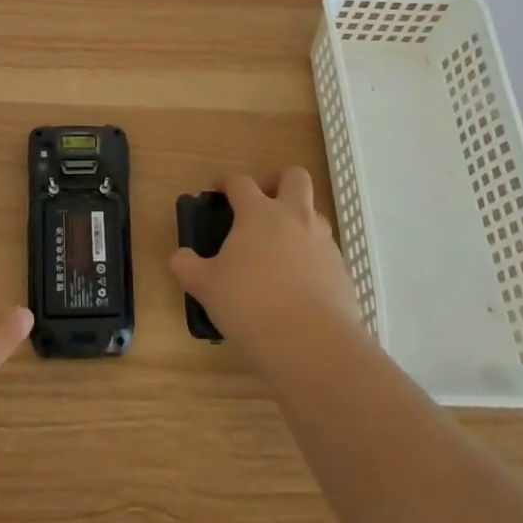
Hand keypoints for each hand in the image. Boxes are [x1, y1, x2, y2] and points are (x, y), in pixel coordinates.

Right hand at [170, 168, 364, 365]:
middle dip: (277, 181)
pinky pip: (325, 250)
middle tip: (262, 202)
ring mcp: (323, 242)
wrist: (314, 346)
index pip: (240, 181)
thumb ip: (188, 267)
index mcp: (259, 213)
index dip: (226, 181)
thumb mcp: (207, 288)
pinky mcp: (341, 270)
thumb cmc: (252, 306)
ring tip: (278, 248)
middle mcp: (294, 217)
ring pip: (313, 213)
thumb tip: (181, 257)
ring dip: (297, 219)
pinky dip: (310, 256)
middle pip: (294, 177)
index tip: (217, 189)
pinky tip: (297, 283)